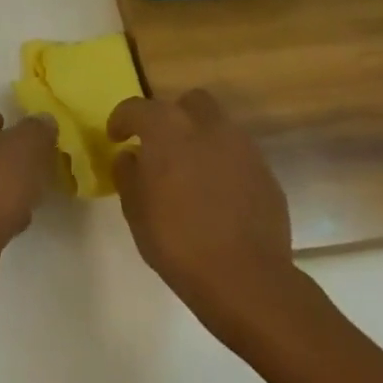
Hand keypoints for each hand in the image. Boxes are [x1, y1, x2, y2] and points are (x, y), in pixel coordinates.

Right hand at [107, 89, 298, 332]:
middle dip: (173, 116)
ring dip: (201, 139)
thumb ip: (128, 174)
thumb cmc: (178, 242)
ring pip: (218, 126)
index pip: (137, 108)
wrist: (247, 280)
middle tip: (161, 145)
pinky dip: (224, 165)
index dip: (122, 119)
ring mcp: (242, 148)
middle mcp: (206, 126)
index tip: (116, 137)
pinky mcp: (266, 174)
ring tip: (191, 171)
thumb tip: (131, 156)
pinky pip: (238, 156)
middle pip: (189, 102)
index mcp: (167, 129)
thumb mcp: (135, 210)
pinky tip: (217, 195)